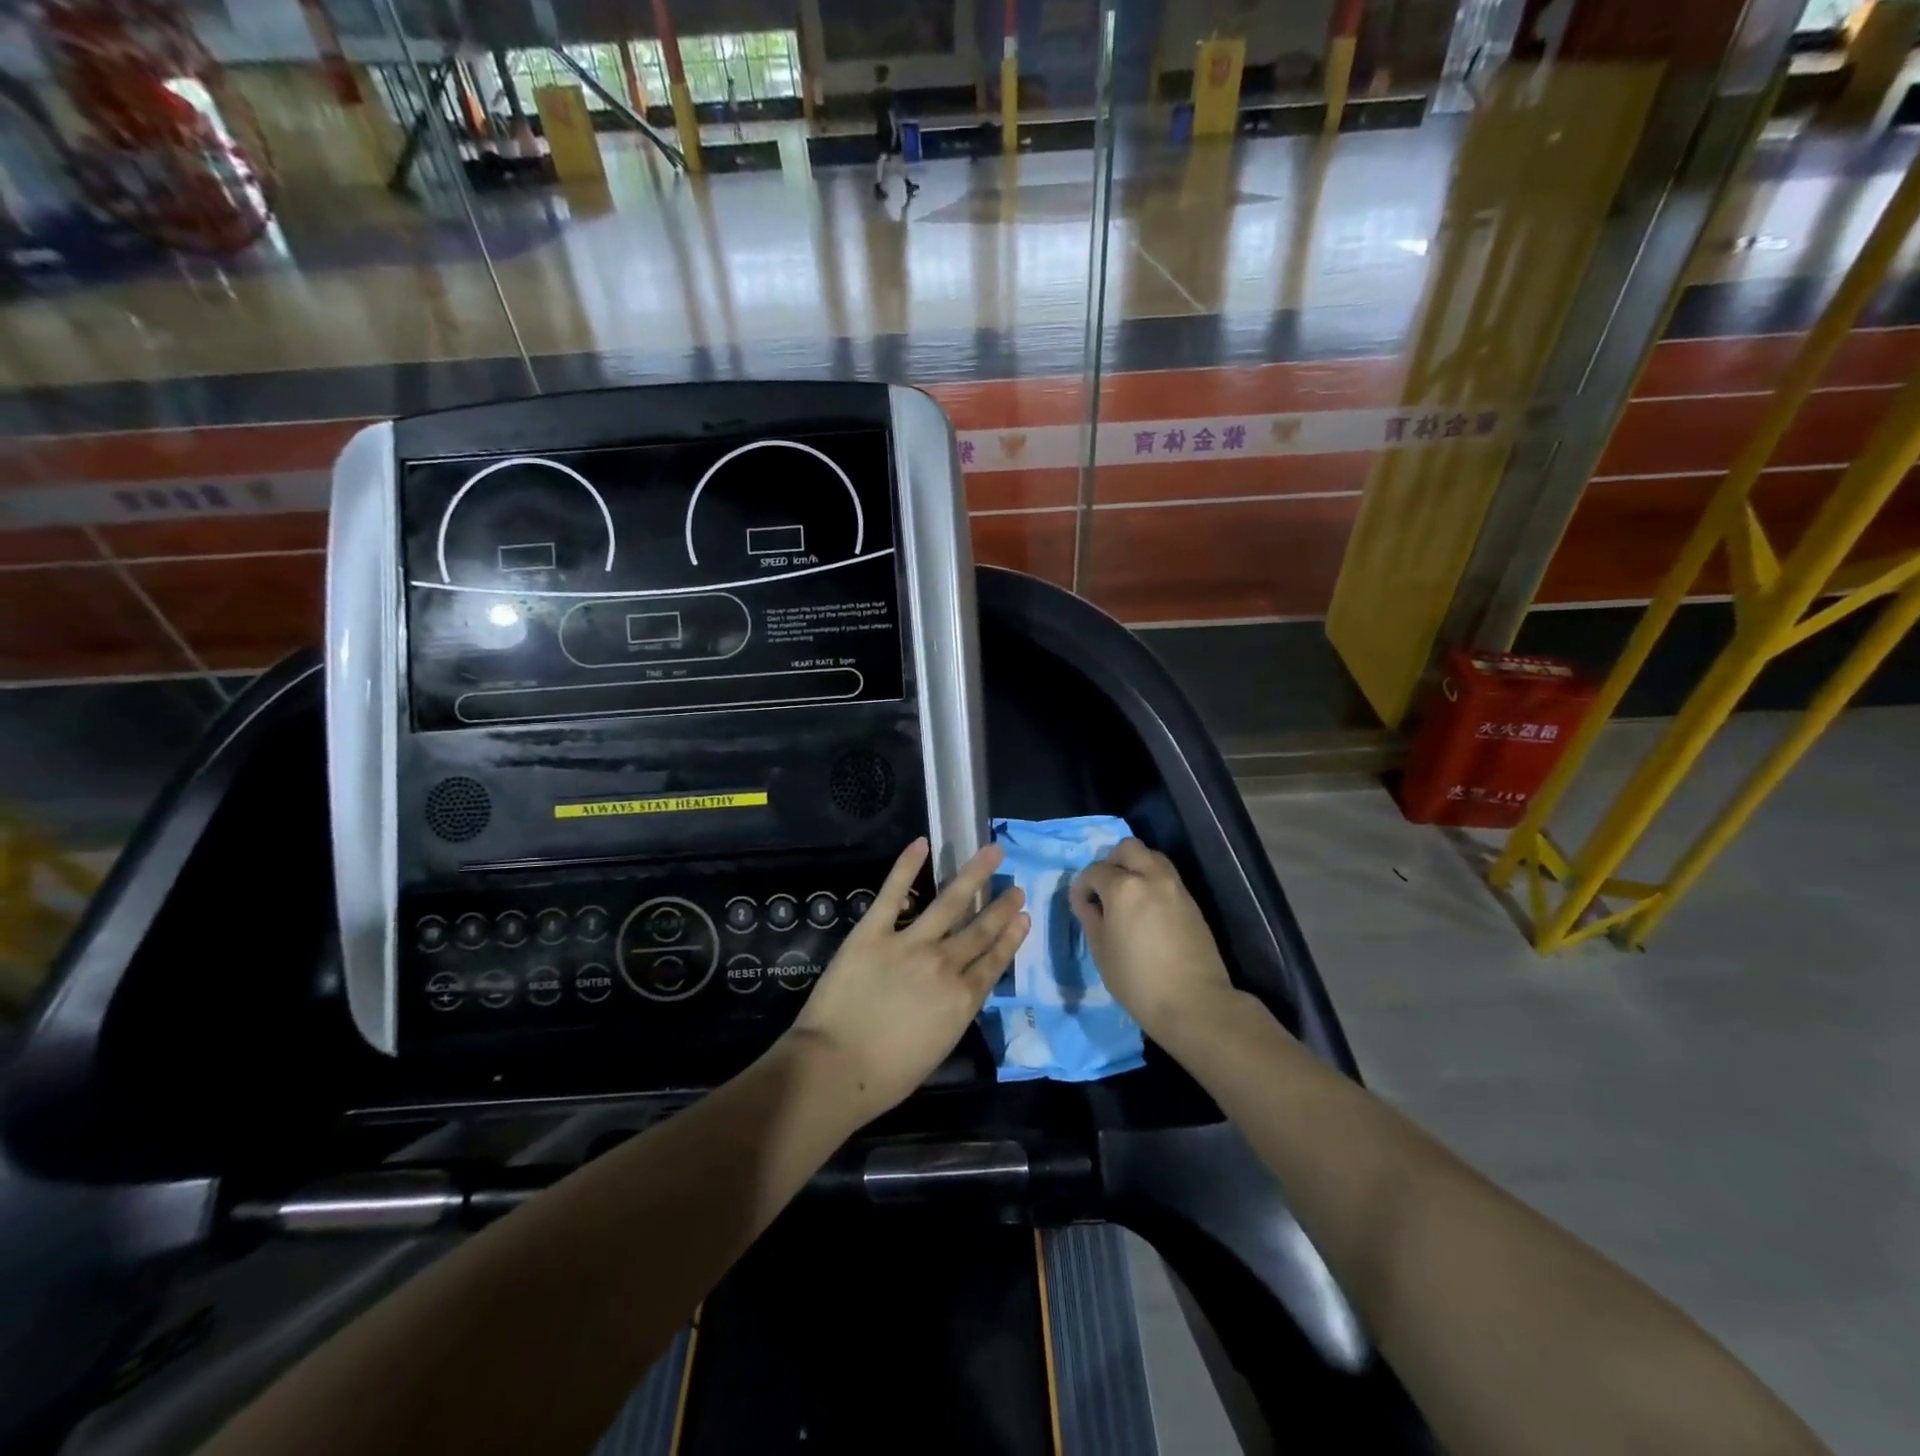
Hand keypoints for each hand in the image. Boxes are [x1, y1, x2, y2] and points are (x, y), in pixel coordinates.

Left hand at [787, 838, 1027, 1123]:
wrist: (835, 1068)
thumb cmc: (885, 1076)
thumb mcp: (937, 1049)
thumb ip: (952, 1013)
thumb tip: (958, 990)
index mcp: (961, 999)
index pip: (994, 960)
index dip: (1011, 937)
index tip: (1024, 916)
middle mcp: (944, 964)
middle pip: (979, 929)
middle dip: (1001, 907)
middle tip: (1017, 887)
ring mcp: (909, 943)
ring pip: (950, 902)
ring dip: (973, 876)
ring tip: (992, 853)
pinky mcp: (873, 931)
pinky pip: (893, 893)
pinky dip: (907, 866)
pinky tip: (922, 844)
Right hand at [1070, 838, 1237, 1045]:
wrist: (1194, 1003)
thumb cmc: (1137, 980)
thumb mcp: (1101, 950)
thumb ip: (1090, 917)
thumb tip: (1087, 902)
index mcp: (1123, 887)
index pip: (1095, 871)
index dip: (1082, 886)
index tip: (1080, 905)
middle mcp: (1151, 877)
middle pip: (1128, 848)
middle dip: (1111, 862)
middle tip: (1104, 889)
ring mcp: (1176, 887)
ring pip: (1151, 857)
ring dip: (1135, 867)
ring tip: (1126, 897)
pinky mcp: (1192, 902)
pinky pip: (1167, 877)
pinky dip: (1152, 882)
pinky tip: (1146, 910)